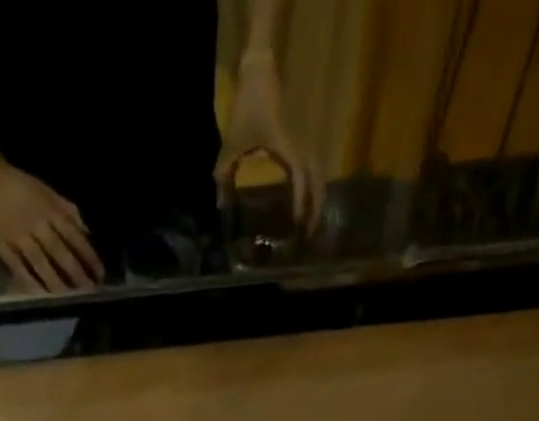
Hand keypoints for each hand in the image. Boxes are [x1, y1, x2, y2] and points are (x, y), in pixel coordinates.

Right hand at [0, 158, 103, 292]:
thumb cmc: (18, 184)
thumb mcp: (46, 191)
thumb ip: (67, 210)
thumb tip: (87, 231)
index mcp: (49, 210)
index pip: (74, 236)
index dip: (88, 256)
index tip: (99, 274)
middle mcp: (36, 224)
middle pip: (59, 252)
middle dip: (75, 273)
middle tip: (88, 291)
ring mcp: (18, 235)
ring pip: (40, 262)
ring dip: (55, 281)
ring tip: (67, 296)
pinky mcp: (1, 244)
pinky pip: (17, 266)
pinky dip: (29, 281)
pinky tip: (39, 294)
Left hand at [215, 50, 321, 231]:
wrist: (260, 69)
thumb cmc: (247, 104)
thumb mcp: (232, 141)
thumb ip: (225, 173)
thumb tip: (220, 205)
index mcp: (287, 147)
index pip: (300, 177)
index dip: (301, 201)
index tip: (298, 223)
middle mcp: (300, 146)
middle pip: (317, 181)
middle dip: (315, 208)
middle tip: (308, 234)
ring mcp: (303, 142)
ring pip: (318, 175)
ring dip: (317, 198)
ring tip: (310, 221)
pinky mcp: (300, 140)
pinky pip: (312, 168)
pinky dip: (312, 186)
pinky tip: (306, 200)